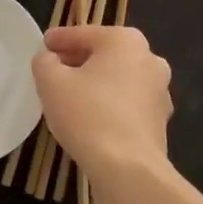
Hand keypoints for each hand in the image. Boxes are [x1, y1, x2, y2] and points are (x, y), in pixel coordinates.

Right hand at [30, 26, 173, 188]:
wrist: (128, 169)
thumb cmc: (88, 115)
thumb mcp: (51, 82)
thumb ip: (45, 62)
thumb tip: (50, 59)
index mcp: (125, 41)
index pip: (83, 34)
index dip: (58, 39)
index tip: (43, 45)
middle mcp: (149, 59)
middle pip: (104, 54)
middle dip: (77, 60)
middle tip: (52, 71)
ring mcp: (159, 91)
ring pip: (117, 79)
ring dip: (94, 83)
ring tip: (68, 96)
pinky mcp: (159, 120)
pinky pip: (127, 103)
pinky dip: (108, 104)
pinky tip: (89, 118)